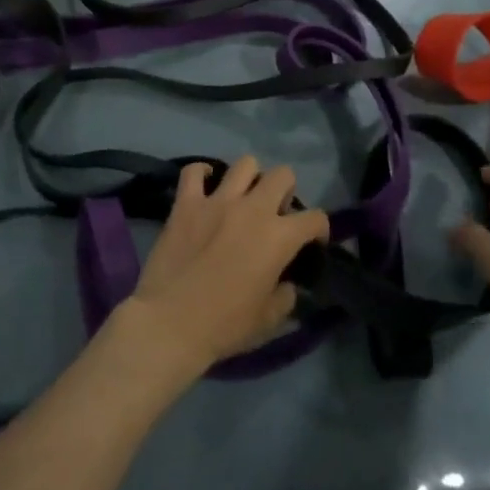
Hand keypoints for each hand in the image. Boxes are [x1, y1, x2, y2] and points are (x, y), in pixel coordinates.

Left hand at [119, 157, 328, 380]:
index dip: (319, 229)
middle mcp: (252, 209)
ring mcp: (217, 201)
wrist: (170, 323)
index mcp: (278, 237)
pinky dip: (202, 174)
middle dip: (286, 191)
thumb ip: (285, 296)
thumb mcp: (268, 320)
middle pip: (282, 175)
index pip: (314, 218)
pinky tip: (205, 185)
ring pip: (245, 164)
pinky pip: (194, 171)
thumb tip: (286, 284)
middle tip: (275, 214)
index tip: (312, 242)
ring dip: (250, 178)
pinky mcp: (186, 204)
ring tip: (244, 197)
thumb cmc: (224, 326)